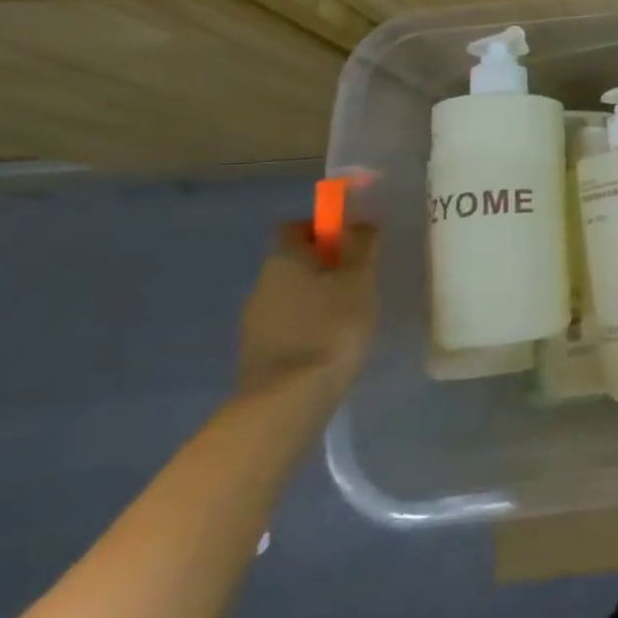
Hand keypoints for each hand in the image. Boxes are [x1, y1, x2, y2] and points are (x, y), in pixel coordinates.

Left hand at [236, 222, 379, 402]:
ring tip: (351, 314)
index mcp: (283, 260)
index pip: (296, 228)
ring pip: (292, 293)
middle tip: (361, 279)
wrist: (290, 395)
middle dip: (325, 265)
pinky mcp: (259, 349)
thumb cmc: (331, 325)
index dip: (324, 228)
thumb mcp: (359, 279)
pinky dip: (310, 323)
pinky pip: (289, 322)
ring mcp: (256, 319)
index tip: (353, 243)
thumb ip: (361, 246)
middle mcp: (262, 283)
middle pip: (295, 261)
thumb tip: (360, 221)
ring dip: (318, 296)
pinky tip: (332, 340)